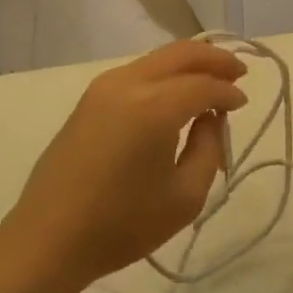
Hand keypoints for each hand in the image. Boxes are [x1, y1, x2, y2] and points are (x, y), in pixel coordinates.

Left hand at [7, 40, 247, 285]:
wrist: (49, 237)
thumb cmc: (122, 224)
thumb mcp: (185, 196)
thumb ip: (209, 148)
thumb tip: (211, 117)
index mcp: (154, 106)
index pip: (203, 85)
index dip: (228, 92)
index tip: (243, 103)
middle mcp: (129, 83)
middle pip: (180, 54)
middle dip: (213, 59)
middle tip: (237, 72)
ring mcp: (104, 86)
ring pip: (157, 58)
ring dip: (187, 63)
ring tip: (210, 79)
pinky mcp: (89, 98)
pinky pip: (138, 71)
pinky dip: (164, 74)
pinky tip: (174, 93)